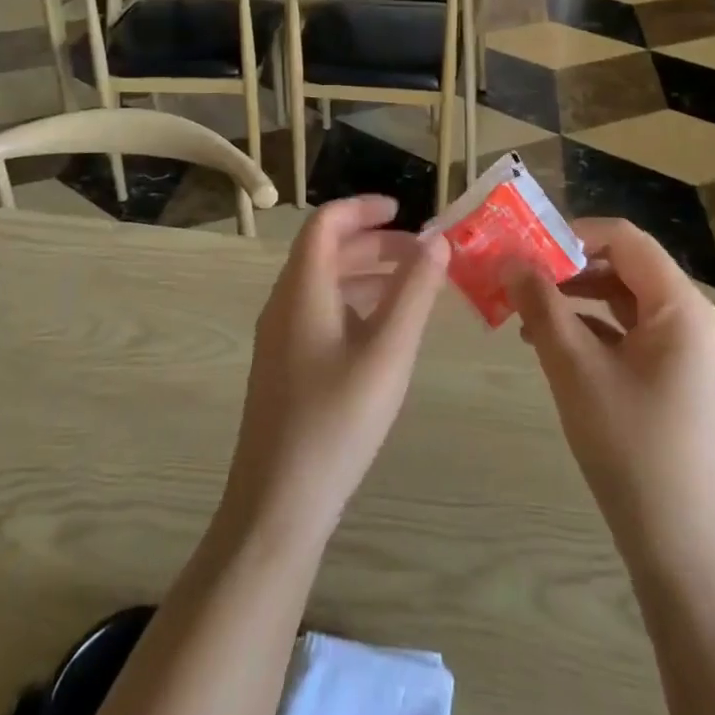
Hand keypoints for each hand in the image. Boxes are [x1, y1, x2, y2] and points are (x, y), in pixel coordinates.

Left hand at [221, 195, 449, 544]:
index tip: (404, 210)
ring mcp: (280, 337)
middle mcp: (285, 303)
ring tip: (413, 285)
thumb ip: (415, 293)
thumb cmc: (337, 422)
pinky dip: (355, 303)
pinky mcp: (285, 366)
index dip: (363, 208)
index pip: (326, 224)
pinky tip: (385, 329)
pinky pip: (320, 312)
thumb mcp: (388, 353)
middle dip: (375, 243)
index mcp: (302, 289)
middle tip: (422, 252)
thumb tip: (437, 241)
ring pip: (324, 283)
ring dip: (367, 273)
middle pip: (326, 251)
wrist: (277, 506)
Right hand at [504, 218, 714, 549]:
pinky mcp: (673, 377)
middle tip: (517, 275)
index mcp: (680, 305)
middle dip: (567, 266)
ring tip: (524, 309)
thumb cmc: (630, 446)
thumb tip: (509, 258)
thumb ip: (540, 305)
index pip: (623, 238)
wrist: (682, 548)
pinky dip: (590, 328)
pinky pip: (628, 332)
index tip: (525, 247)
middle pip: (624, 265)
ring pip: (622, 299)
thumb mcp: (575, 368)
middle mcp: (690, 317)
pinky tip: (549, 344)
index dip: (572, 233)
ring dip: (574, 297)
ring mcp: (685, 350)